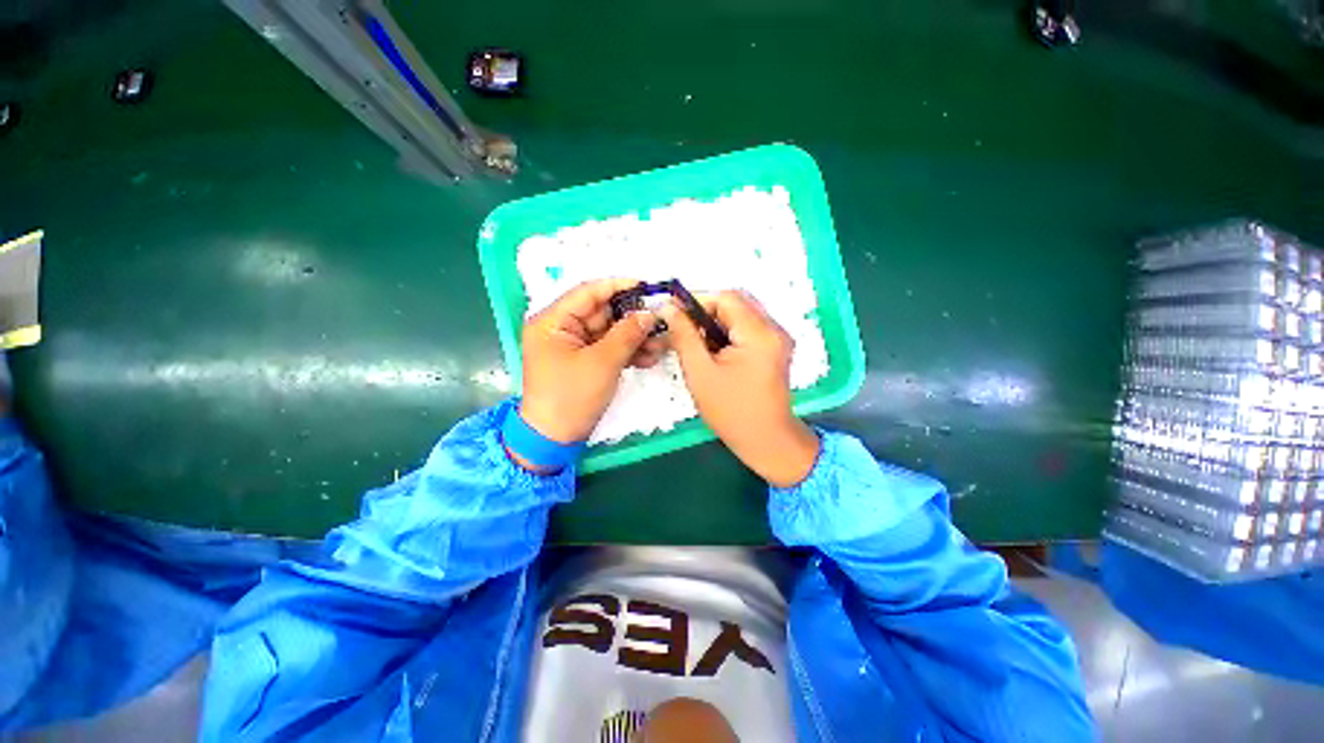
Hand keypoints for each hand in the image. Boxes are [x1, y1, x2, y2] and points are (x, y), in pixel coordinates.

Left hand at [520, 279, 665, 443]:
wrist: (555, 439)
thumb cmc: (572, 397)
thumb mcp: (602, 362)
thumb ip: (627, 334)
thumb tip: (649, 314)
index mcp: (553, 321)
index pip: (589, 292)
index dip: (619, 286)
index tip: (647, 287)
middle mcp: (562, 329)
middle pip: (603, 313)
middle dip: (634, 318)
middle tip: (661, 319)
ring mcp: (575, 346)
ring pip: (610, 332)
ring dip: (635, 338)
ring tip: (661, 344)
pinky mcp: (585, 362)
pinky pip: (609, 349)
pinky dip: (628, 352)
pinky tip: (650, 357)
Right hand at [662, 291, 819, 487]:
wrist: (765, 441)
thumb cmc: (730, 411)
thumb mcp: (700, 372)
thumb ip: (683, 335)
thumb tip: (668, 307)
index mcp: (759, 333)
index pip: (726, 298)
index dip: (697, 300)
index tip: (673, 313)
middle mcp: (774, 329)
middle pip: (736, 302)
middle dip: (706, 311)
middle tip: (683, 328)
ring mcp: (777, 339)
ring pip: (741, 314)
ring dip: (716, 322)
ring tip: (695, 342)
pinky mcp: (775, 349)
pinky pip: (748, 328)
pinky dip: (727, 333)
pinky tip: (713, 350)